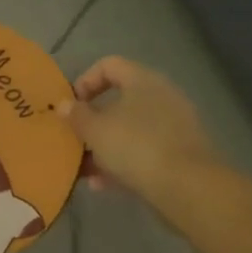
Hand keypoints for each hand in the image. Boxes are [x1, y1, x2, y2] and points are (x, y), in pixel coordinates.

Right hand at [56, 56, 227, 203]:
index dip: (85, 81)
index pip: (108, 65)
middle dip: (92, 122)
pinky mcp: (179, 153)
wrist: (188, 187)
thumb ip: (76, 115)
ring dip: (104, 147)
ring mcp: (173, 125)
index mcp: (142, 80)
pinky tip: (103, 184)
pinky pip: (143, 151)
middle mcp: (161, 96)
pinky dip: (122, 163)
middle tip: (74, 139)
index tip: (71, 106)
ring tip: (84, 169)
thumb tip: (64, 105)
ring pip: (129, 129)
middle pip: (118, 101)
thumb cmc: (135, 146)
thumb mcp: (95, 131)